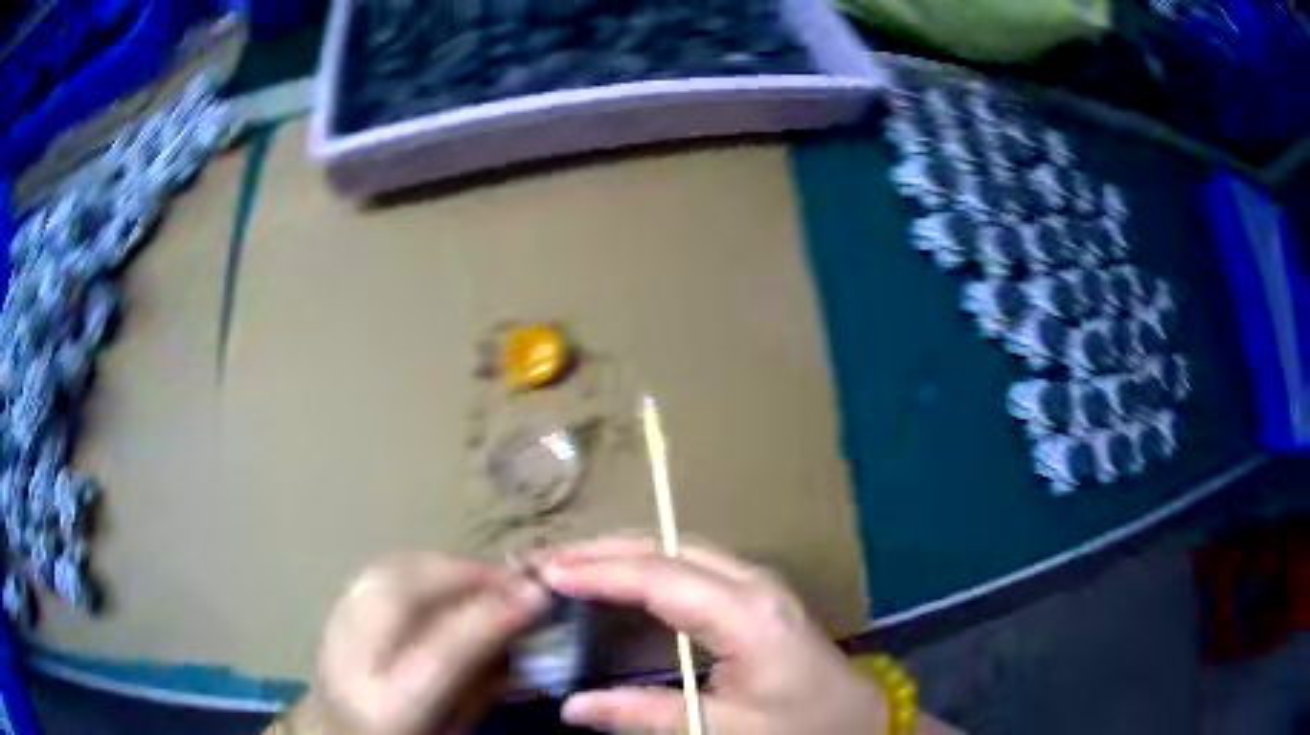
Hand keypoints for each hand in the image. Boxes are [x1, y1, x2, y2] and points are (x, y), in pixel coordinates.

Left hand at [286, 554, 548, 734]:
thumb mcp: (455, 732)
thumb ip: (483, 686)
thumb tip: (520, 632)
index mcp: (389, 707)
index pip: (444, 652)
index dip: (493, 616)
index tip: (539, 594)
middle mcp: (352, 663)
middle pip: (403, 594)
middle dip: (464, 575)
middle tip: (513, 579)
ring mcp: (333, 632)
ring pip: (385, 572)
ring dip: (442, 564)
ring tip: (482, 576)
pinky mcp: (331, 613)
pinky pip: (375, 573)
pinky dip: (415, 566)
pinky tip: (440, 578)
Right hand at [541, 537, 890, 734]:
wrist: (859, 719)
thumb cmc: (800, 726)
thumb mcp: (725, 730)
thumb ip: (647, 715)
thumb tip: (573, 707)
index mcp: (746, 614)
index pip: (659, 577)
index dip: (599, 572)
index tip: (547, 574)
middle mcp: (751, 583)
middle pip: (666, 548)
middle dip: (603, 550)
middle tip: (547, 561)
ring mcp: (756, 583)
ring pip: (677, 550)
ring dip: (622, 554)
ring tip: (570, 565)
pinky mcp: (754, 594)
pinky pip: (689, 567)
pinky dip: (646, 568)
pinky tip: (618, 582)